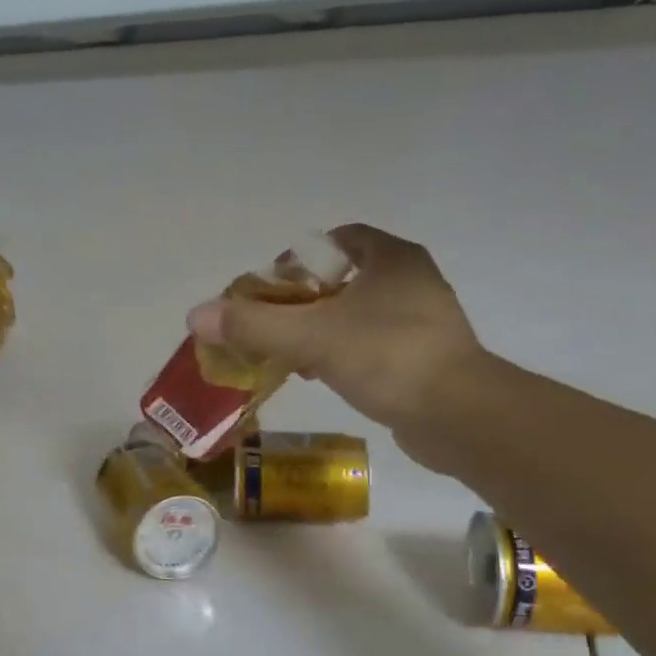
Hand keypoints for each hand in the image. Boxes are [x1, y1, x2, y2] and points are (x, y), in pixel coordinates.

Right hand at [185, 224, 486, 467]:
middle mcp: (412, 281)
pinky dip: (344, 354)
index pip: (341, 239)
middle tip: (273, 322)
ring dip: (322, 329)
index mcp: (392, 259)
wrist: (458, 416)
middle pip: (345, 278)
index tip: (274, 286)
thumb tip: (196, 314)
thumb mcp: (311, 337)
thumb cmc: (386, 357)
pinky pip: (373, 345)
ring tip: (290, 354)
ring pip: (358, 314)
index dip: (301, 257)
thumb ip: (253, 324)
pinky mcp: (426, 358)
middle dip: (305, 299)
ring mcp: (424, 321)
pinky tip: (322, 377)